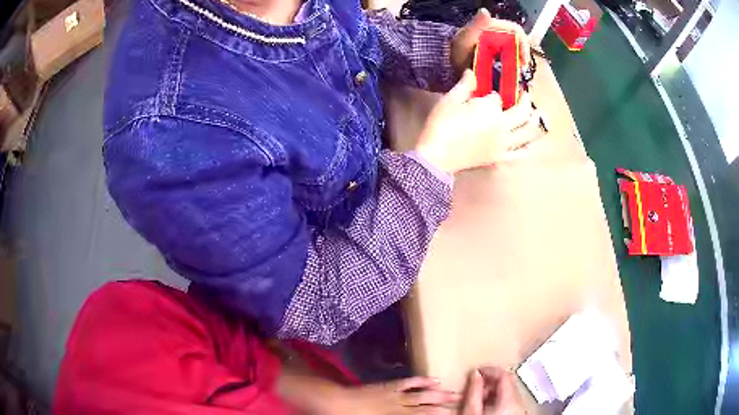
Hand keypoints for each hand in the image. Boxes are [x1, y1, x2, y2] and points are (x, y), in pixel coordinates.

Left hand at [285, 375, 458, 414]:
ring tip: (455, 393)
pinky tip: (433, 379)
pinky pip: (408, 382)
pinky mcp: (387, 386)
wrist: (335, 402)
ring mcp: (394, 395)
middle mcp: (400, 407)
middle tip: (463, 404)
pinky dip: (422, 380)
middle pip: (427, 407)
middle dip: (445, 407)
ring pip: (422, 394)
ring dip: (440, 394)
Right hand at [415, 70, 541, 173]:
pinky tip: (529, 142)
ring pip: (529, 132)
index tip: (494, 88)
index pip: (499, 96)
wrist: (437, 157)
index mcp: (491, 109)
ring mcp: (505, 144)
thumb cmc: (441, 125)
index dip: (496, 91)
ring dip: (535, 121)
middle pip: (523, 111)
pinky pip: (520, 153)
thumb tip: (472, 71)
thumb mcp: (450, 100)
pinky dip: (527, 147)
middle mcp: (504, 126)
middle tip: (524, 94)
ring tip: (536, 114)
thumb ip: (465, 85)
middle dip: (525, 100)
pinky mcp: (501, 158)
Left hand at [451, 9, 530, 76]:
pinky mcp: (496, 59)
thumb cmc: (457, 48)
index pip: (516, 31)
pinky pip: (509, 63)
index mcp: (494, 27)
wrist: (447, 63)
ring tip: (515, 75)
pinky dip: (511, 70)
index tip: (523, 61)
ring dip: (517, 64)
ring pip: (515, 54)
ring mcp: (498, 47)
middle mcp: (498, 36)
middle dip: (521, 57)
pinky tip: (508, 78)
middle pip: (518, 44)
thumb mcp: (466, 36)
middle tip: (519, 71)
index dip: (523, 44)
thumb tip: (485, 12)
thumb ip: (476, 25)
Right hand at [460, 367, 525, 414]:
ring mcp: (518, 410)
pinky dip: (496, 400)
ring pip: (507, 393)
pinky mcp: (516, 414)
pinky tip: (485, 407)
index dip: (490, 369)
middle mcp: (518, 403)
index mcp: (509, 400)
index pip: (504, 374)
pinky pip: (508, 401)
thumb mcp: (471, 412)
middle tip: (474, 386)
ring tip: (477, 398)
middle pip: (507, 383)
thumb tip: (475, 374)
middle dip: (489, 382)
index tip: (477, 370)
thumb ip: (474, 392)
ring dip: (492, 392)